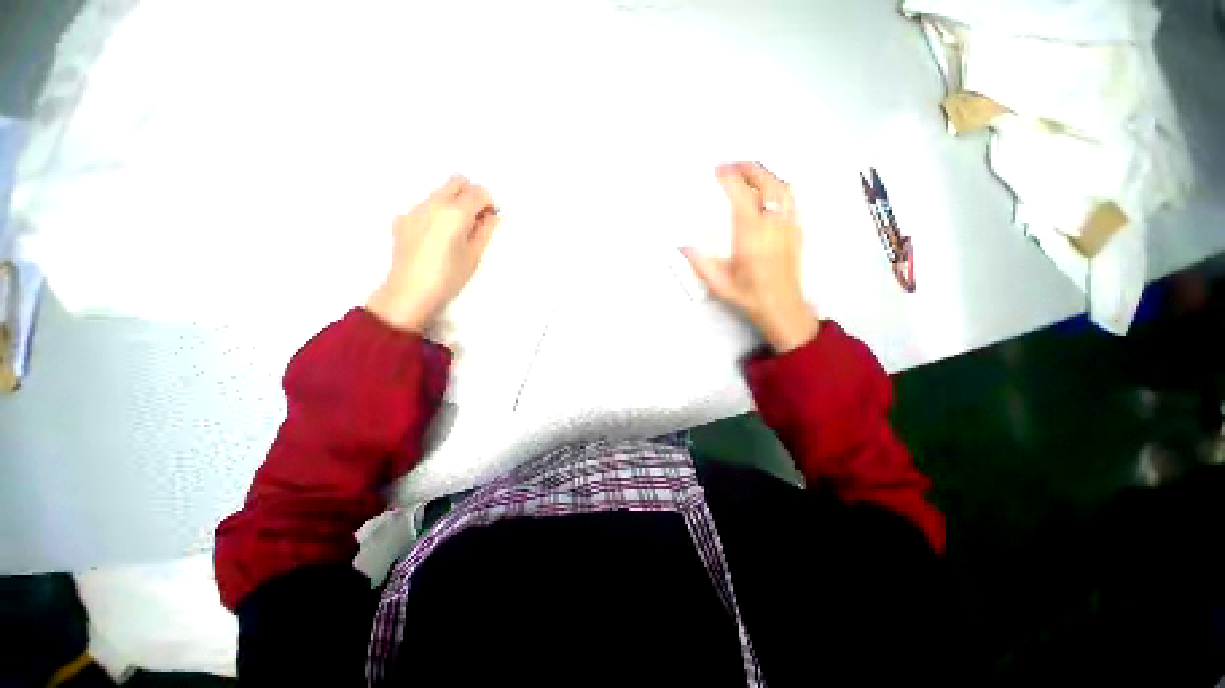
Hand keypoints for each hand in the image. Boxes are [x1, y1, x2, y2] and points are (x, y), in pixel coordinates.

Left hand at [366, 175, 499, 333]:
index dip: (489, 203)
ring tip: (455, 230)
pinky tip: (435, 237)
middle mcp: (434, 203)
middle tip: (475, 218)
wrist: (410, 291)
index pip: (479, 193)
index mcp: (456, 213)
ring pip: (439, 192)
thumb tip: (492, 216)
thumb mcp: (474, 256)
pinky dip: (435, 213)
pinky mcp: (402, 218)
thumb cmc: (449, 277)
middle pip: (457, 182)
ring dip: (453, 202)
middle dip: (471, 195)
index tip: (491, 218)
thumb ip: (486, 231)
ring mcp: (415, 208)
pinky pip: (424, 206)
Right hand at [683, 162, 818, 352]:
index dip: (730, 179)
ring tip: (750, 173)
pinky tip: (769, 193)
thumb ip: (700, 263)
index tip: (719, 171)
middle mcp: (773, 227)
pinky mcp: (797, 232)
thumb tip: (683, 245)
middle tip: (733, 165)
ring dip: (766, 175)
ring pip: (783, 188)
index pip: (742, 196)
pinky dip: (779, 188)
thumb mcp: (719, 284)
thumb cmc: (750, 297)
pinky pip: (791, 200)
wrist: (782, 308)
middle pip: (767, 183)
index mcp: (751, 238)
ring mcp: (788, 227)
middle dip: (749, 168)